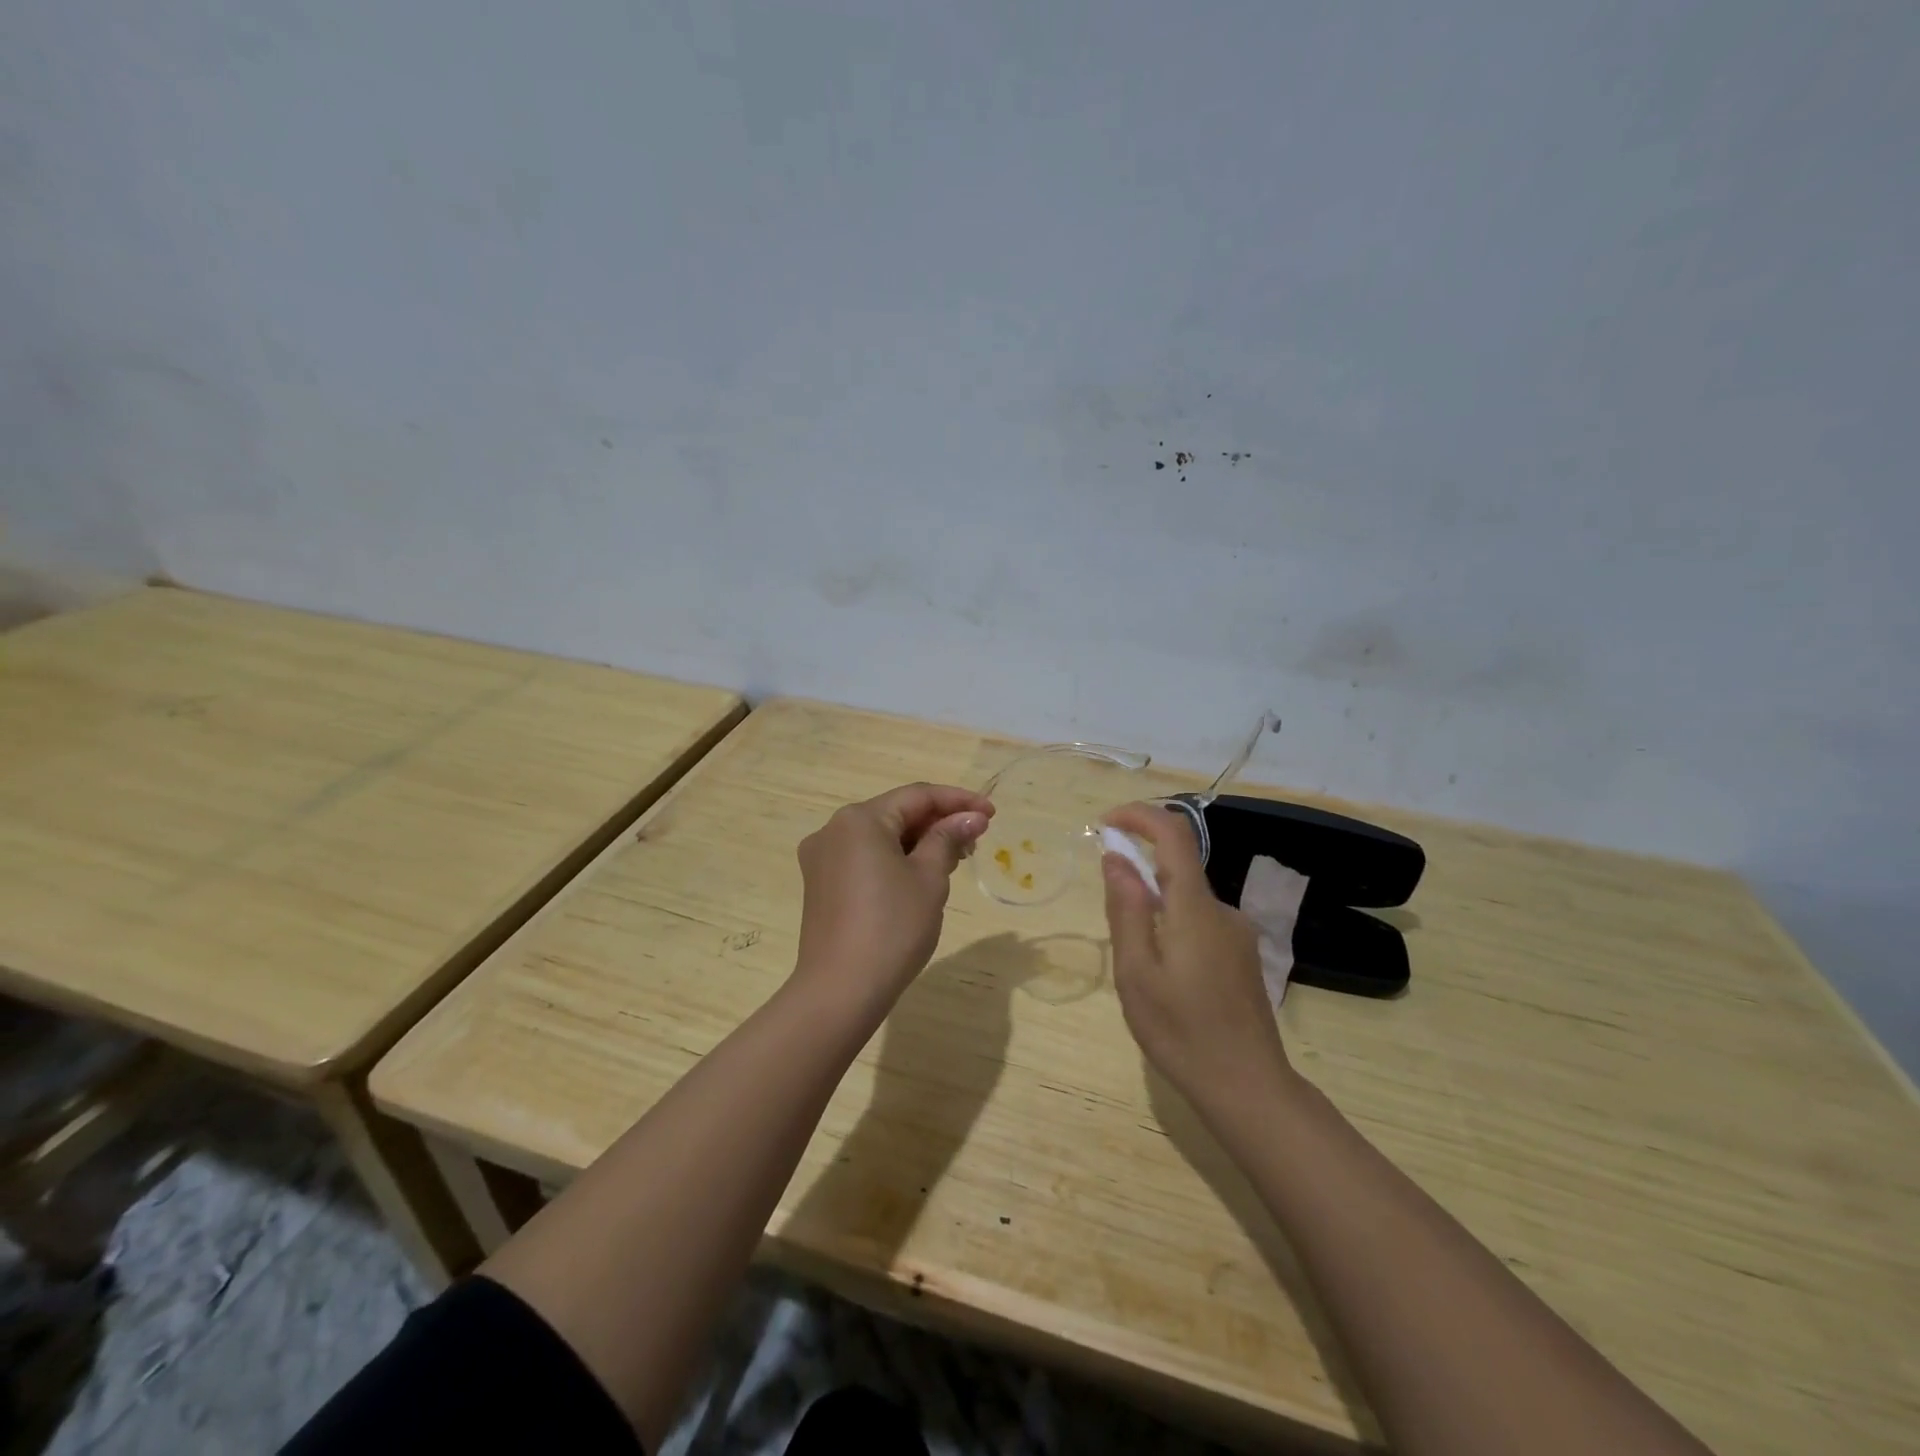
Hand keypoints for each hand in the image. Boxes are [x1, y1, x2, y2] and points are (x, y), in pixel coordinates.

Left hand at [794, 783, 992, 1015]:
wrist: (841, 990)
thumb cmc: (892, 928)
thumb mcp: (929, 878)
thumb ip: (949, 838)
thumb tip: (970, 818)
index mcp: (859, 819)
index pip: (917, 796)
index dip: (958, 801)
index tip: (992, 814)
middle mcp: (834, 830)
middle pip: (896, 813)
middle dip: (938, 823)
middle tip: (976, 841)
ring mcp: (822, 858)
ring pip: (881, 837)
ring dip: (918, 842)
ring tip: (954, 860)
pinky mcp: (821, 885)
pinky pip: (865, 858)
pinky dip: (895, 859)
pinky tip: (920, 877)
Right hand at [1101, 802, 1297, 1115]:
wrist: (1248, 1087)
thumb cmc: (1182, 1032)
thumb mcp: (1136, 973)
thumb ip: (1126, 909)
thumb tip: (1115, 858)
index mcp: (1194, 908)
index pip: (1174, 835)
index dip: (1139, 816)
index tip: (1105, 823)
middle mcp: (1222, 910)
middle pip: (1178, 867)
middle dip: (1138, 871)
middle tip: (1110, 917)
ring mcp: (1237, 933)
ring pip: (1186, 899)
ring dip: (1154, 907)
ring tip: (1138, 964)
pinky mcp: (1242, 955)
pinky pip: (1200, 921)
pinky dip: (1172, 926)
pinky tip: (1166, 978)